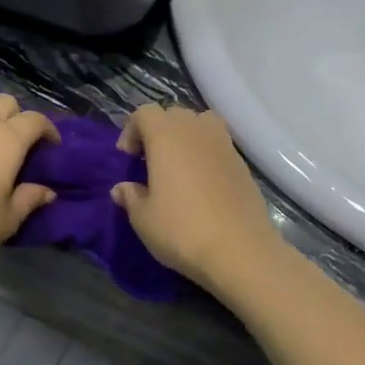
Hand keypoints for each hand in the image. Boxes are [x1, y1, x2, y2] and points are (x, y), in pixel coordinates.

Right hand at [112, 104, 284, 294]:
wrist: (240, 251)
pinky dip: (206, 154)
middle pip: (173, 114)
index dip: (131, 130)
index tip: (128, 160)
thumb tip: (122, 188)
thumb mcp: (144, 219)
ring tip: (179, 167)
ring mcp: (224, 144)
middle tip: (150, 163)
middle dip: (158, 132)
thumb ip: (130, 197)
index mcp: (166, 135)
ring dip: (186, 137)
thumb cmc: (182, 230)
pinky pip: (218, 145)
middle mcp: (196, 130)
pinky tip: (203, 185)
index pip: (144, 112)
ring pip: (200, 124)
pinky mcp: (243, 163)